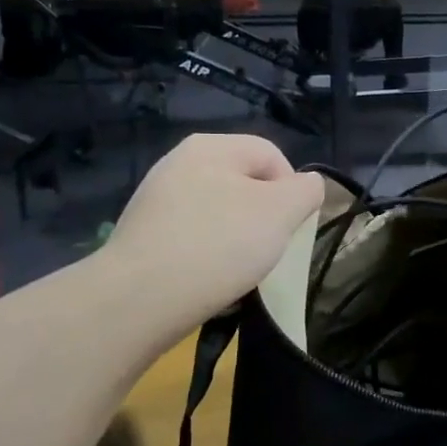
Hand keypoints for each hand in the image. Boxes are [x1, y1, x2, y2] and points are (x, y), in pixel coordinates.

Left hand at [106, 134, 324, 325]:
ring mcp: (156, 199)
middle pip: (243, 183)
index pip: (271, 155)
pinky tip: (209, 280)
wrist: (139, 299)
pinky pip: (191, 236)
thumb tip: (307, 185)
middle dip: (264, 216)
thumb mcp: (280, 213)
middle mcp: (179, 163)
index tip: (293, 229)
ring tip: (239, 270)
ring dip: (236, 238)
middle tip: (268, 250)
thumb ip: (305, 191)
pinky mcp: (142, 234)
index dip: (293, 190)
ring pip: (217, 212)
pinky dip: (207, 254)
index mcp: (211, 146)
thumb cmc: (218, 245)